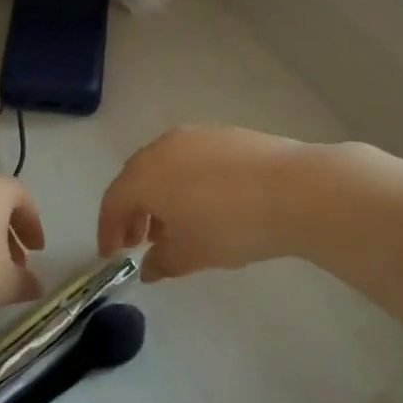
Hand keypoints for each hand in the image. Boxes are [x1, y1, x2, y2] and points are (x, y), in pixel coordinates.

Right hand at [98, 126, 341, 280]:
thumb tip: (148, 267)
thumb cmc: (231, 225)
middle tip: (138, 241)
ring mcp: (194, 136)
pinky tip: (205, 205)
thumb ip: (161, 262)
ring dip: (159, 196)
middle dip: (132, 211)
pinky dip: (185, 182)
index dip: (108, 230)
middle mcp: (162, 147)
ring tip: (174, 227)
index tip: (111, 255)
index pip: (113, 201)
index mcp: (145, 175)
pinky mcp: (224, 135)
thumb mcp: (191, 254)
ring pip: (163, 167)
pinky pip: (190, 160)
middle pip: (135, 179)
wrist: (294, 190)